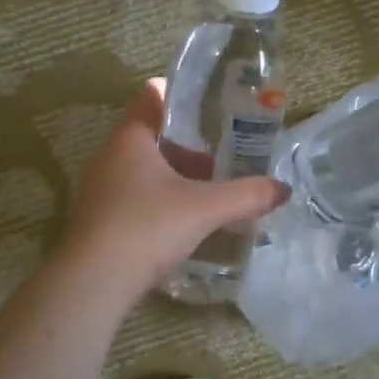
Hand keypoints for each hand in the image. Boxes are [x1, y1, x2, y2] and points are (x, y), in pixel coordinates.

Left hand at [61, 78, 288, 296]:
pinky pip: (133, 194)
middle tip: (221, 153)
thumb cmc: (148, 227)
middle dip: (186, 143)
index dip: (182, 95)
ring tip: (208, 190)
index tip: (211, 105)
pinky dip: (159, 197)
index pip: (153, 96)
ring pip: (142, 167)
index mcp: (130, 137)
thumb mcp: (205, 209)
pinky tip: (183, 220)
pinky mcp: (98, 217)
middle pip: (151, 134)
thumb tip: (283, 189)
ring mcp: (99, 187)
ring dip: (173, 174)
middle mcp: (109, 155)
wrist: (94, 282)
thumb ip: (246, 195)